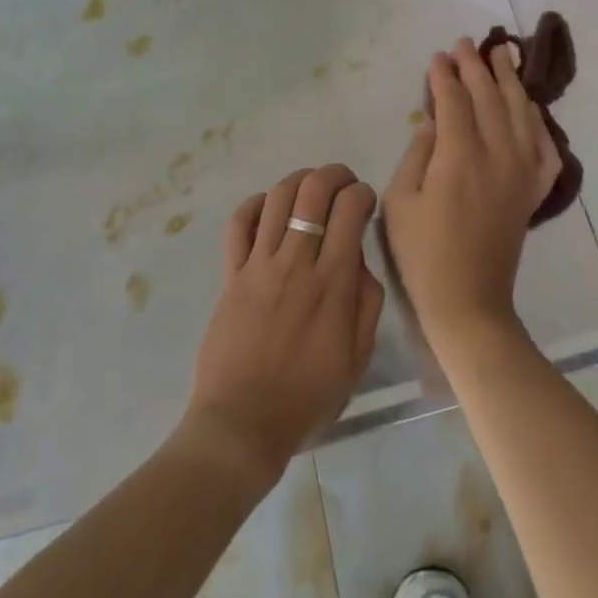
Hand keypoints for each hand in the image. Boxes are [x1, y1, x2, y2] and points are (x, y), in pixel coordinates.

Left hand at [181, 165, 383, 490]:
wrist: (242, 424)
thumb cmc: (307, 396)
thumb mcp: (357, 357)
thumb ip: (367, 302)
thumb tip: (360, 259)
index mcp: (331, 282)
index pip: (349, 209)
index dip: (362, 193)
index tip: (365, 202)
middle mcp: (295, 262)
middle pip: (313, 190)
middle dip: (333, 174)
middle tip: (343, 183)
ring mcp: (258, 265)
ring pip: (276, 197)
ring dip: (298, 181)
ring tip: (310, 188)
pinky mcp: (231, 274)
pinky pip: (238, 224)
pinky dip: (254, 204)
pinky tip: (268, 207)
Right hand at [383, 39, 560, 348]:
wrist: (468, 299)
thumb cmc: (424, 252)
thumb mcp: (400, 200)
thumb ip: (418, 153)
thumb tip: (435, 121)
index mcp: (460, 157)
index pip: (455, 102)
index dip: (445, 76)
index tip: (438, 56)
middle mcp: (498, 155)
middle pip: (489, 98)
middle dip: (476, 67)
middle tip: (466, 43)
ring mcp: (522, 172)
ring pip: (520, 113)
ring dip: (510, 80)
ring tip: (503, 53)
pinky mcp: (534, 190)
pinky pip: (544, 145)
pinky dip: (537, 120)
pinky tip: (529, 106)